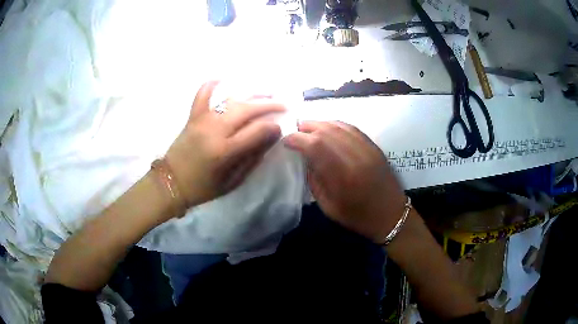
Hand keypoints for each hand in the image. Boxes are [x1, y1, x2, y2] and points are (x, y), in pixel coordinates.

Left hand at [166, 81, 284, 206]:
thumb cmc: (203, 187)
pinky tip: (222, 79)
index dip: (273, 127)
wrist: (171, 183)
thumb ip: (252, 159)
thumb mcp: (233, 181)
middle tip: (282, 104)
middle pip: (246, 110)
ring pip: (230, 100)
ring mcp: (202, 120)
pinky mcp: (192, 117)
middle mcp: (214, 130)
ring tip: (266, 93)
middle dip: (268, 105)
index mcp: (225, 151)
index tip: (280, 127)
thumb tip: (270, 139)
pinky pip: (202, 95)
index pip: (257, 131)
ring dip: (250, 95)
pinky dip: (211, 85)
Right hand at [283, 121, 405, 243]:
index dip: (297, 139)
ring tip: (307, 127)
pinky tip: (327, 127)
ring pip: (339, 126)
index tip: (286, 141)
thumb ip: (315, 180)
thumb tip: (305, 158)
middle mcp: (356, 157)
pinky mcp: (374, 146)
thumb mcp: (329, 206)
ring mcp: (367, 149)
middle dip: (306, 128)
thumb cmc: (358, 217)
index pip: (315, 146)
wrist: (391, 215)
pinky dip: (336, 125)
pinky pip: (352, 128)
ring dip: (320, 123)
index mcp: (343, 176)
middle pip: (326, 131)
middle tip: (294, 131)